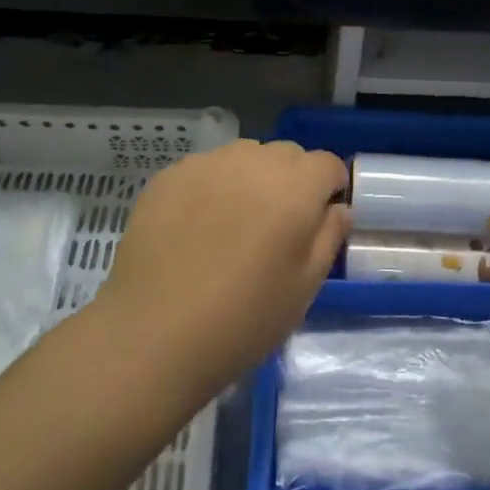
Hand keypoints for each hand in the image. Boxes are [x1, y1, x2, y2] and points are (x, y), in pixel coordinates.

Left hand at [95, 139, 350, 397]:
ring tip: (235, 223)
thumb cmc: (243, 318)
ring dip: (251, 178)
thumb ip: (329, 237)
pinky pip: (205, 170)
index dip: (330, 189)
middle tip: (277, 226)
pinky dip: (212, 187)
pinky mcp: (168, 177)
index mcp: (295, 186)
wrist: (153, 334)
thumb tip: (336, 209)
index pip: (327, 164)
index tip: (320, 219)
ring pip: (244, 156)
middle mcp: (252, 161)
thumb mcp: (305, 287)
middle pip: (286, 155)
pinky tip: (196, 227)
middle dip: (292, 181)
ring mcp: (206, 164)